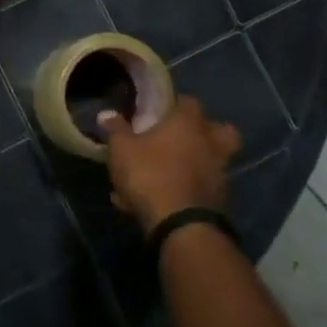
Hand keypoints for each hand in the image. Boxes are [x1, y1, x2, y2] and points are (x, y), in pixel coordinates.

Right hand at [99, 97, 239, 232]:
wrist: (180, 225)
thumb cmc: (150, 174)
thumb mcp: (122, 149)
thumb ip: (116, 129)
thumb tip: (107, 114)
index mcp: (189, 122)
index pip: (188, 101)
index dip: (173, 104)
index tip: (157, 111)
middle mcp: (211, 143)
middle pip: (219, 130)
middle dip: (202, 132)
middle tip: (179, 138)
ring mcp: (219, 173)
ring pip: (210, 160)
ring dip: (193, 164)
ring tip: (166, 173)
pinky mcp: (219, 200)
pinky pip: (199, 188)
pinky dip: (185, 190)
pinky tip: (160, 200)